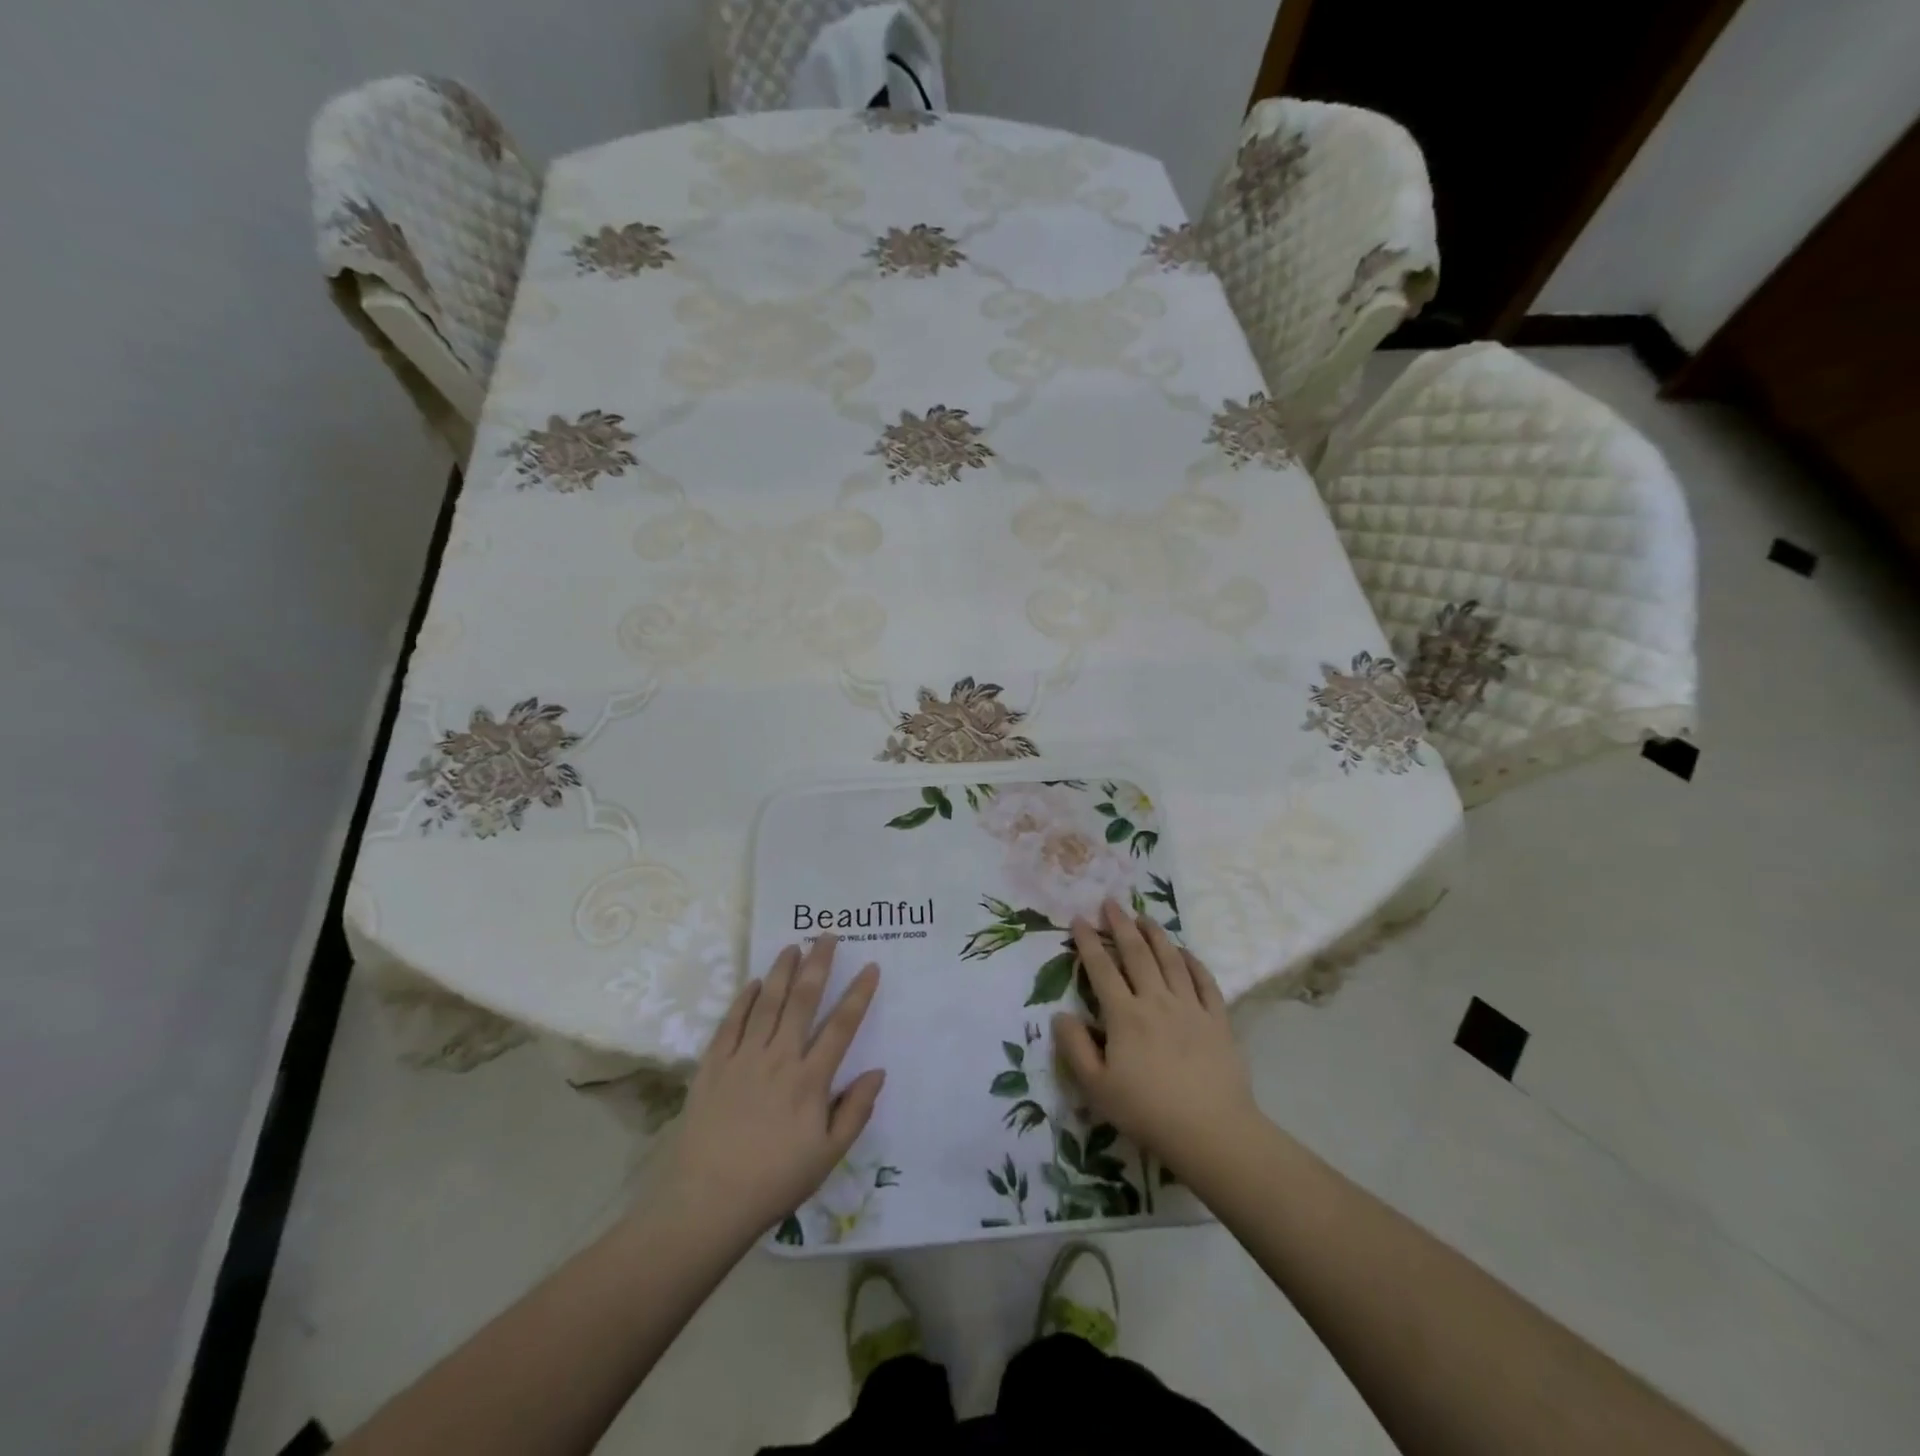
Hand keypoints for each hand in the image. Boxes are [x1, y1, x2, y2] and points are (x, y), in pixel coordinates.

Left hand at [664, 937, 884, 1240]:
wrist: (707, 1202)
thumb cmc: (774, 1181)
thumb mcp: (828, 1155)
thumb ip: (856, 1111)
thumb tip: (878, 1071)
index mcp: (810, 1080)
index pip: (841, 1026)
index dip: (858, 994)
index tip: (870, 966)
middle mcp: (779, 1058)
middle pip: (803, 1000)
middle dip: (818, 964)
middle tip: (827, 935)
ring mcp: (743, 1058)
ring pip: (768, 1003)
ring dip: (782, 971)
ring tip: (793, 946)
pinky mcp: (713, 1065)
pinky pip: (732, 1023)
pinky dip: (745, 999)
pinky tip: (755, 983)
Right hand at [1053, 900, 1260, 1175]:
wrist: (1211, 1132)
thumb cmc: (1147, 1112)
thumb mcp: (1096, 1088)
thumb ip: (1075, 1048)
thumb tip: (1061, 1014)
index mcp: (1125, 1015)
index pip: (1101, 969)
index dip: (1088, 942)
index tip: (1079, 919)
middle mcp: (1156, 1001)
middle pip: (1137, 954)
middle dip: (1121, 925)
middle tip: (1110, 903)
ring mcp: (1190, 1007)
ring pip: (1171, 960)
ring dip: (1155, 934)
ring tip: (1144, 916)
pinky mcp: (1217, 1020)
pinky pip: (1205, 981)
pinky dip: (1193, 962)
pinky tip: (1185, 952)